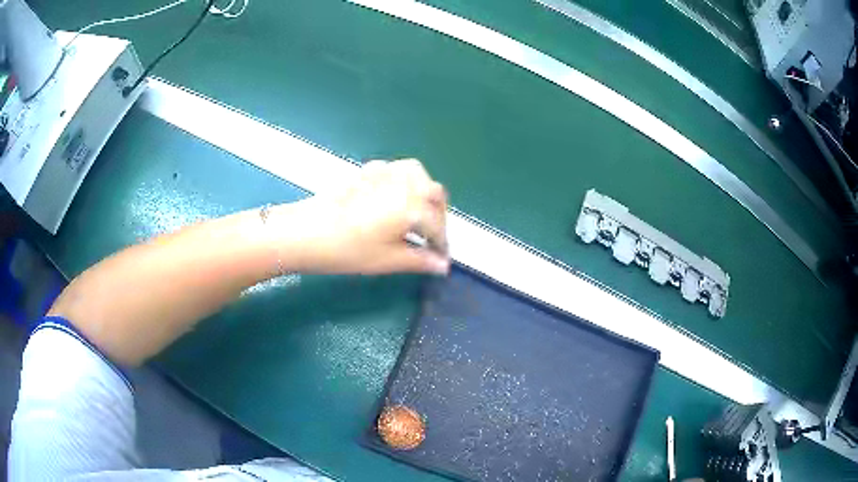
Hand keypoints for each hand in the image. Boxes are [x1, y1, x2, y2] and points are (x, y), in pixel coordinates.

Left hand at [276, 159, 449, 274]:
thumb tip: (442, 266)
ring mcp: (386, 172)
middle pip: (435, 194)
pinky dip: (406, 182)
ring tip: (419, 215)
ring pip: (420, 175)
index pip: (438, 225)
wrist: (306, 231)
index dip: (442, 244)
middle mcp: (405, 183)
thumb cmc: (348, 250)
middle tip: (431, 239)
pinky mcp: (369, 170)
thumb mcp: (388, 260)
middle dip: (439, 216)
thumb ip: (420, 261)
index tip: (441, 259)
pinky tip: (396, 198)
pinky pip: (398, 170)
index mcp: (414, 206)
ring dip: (426, 193)